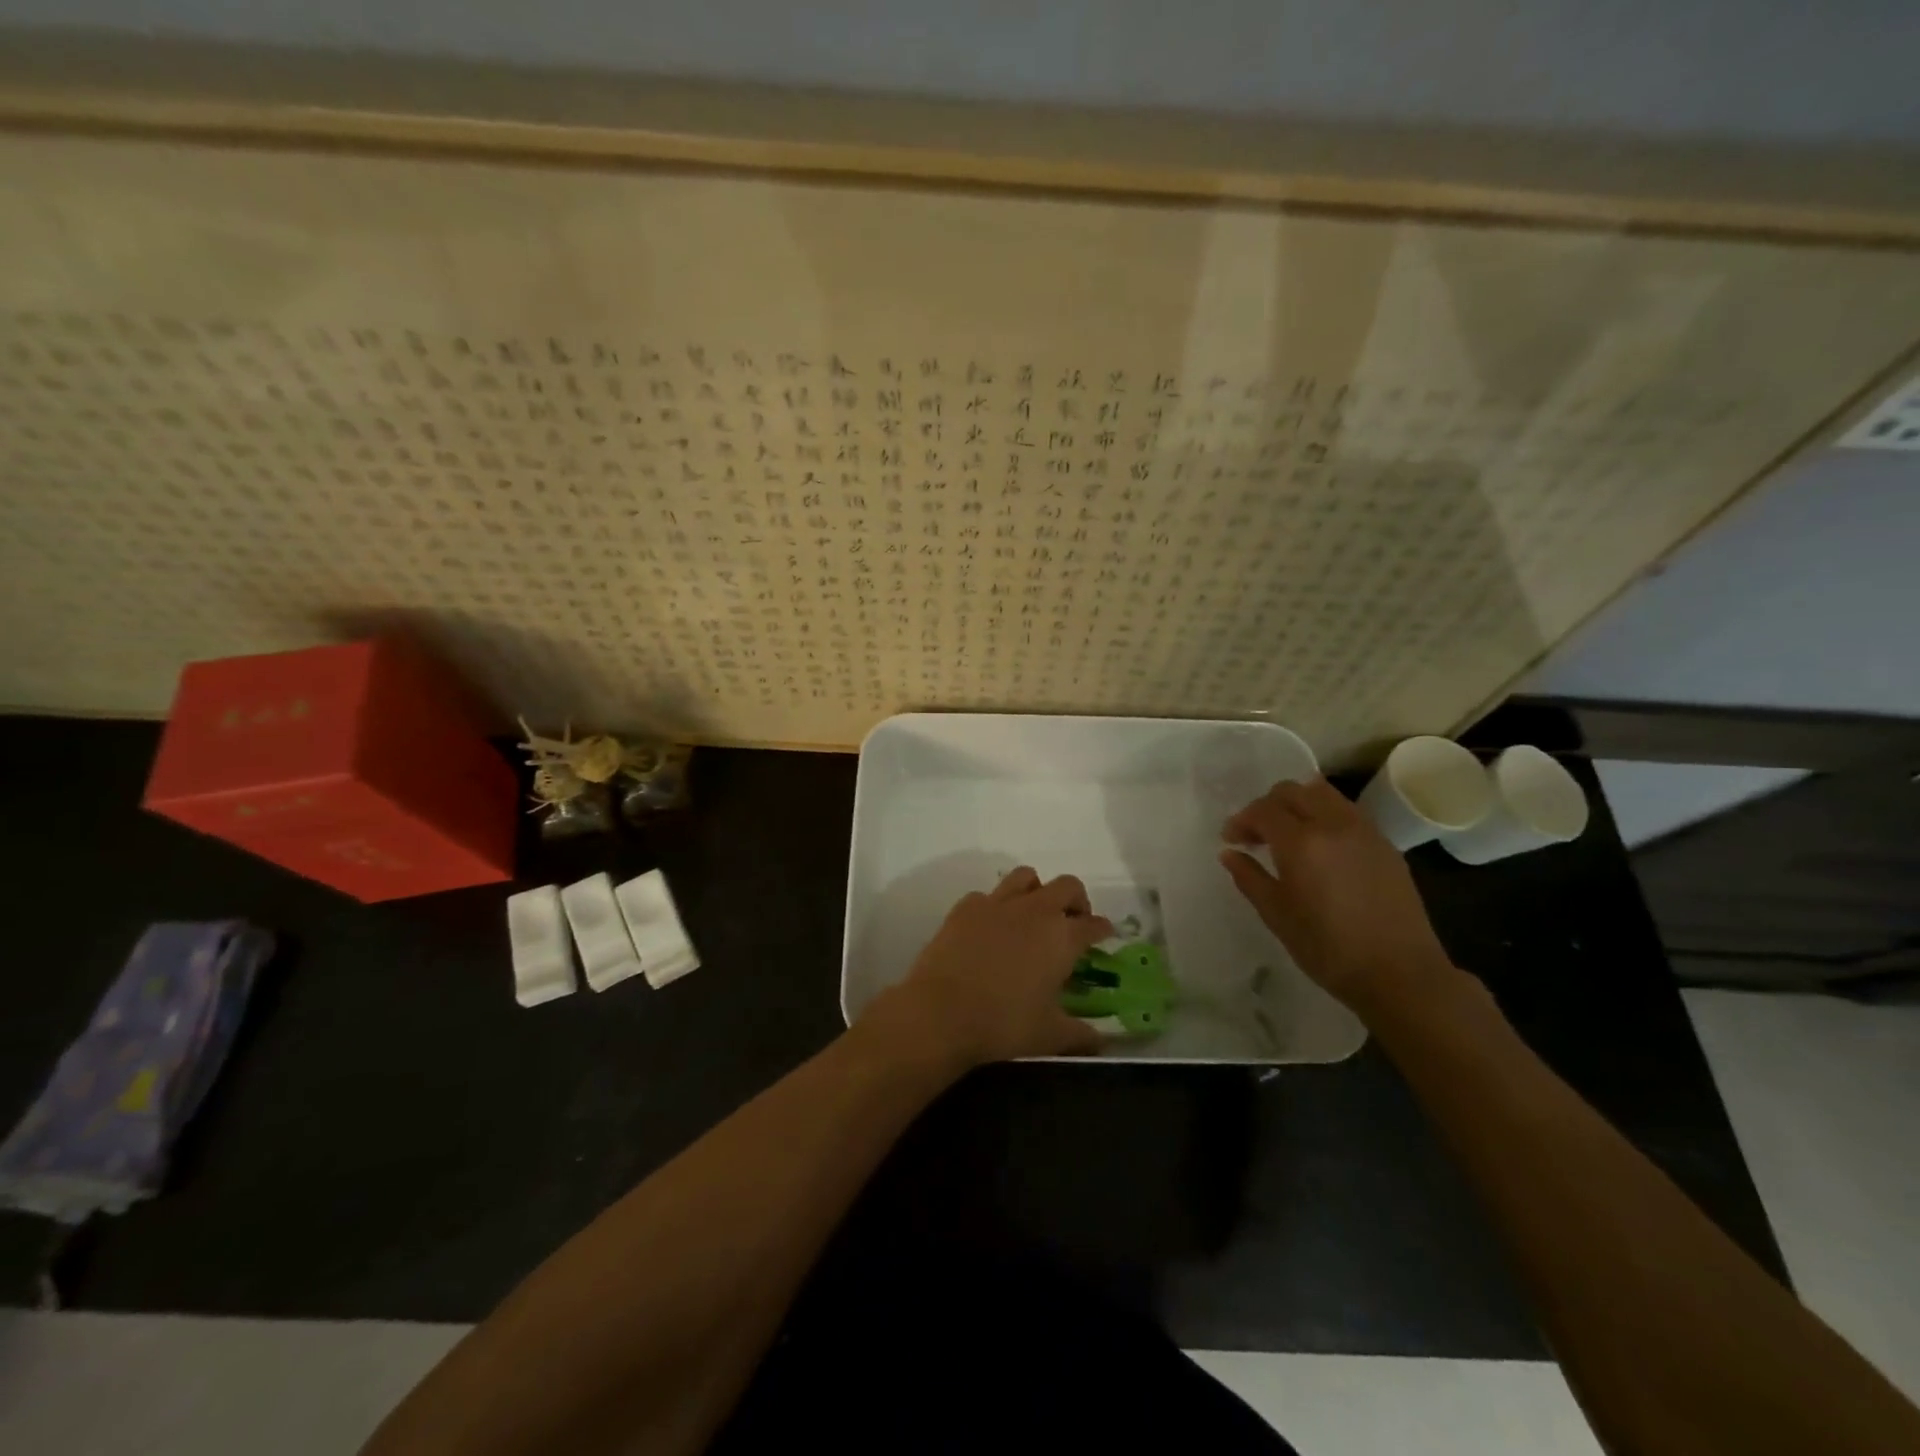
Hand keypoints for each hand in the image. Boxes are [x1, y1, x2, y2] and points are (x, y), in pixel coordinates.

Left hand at [863, 867, 1113, 1067]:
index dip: (1102, 928)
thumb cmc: (1004, 1024)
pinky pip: (988, 895)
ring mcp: (998, 903)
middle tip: (1072, 921)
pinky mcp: (966, 906)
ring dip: (1037, 890)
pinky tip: (991, 927)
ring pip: (1026, 877)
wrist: (941, 1011)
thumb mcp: (1050, 1036)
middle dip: (1076, 900)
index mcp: (1062, 937)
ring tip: (1033, 914)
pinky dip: (996, 906)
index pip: (1093, 924)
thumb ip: (1080, 1035)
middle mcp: (1035, 910)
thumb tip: (1100, 1041)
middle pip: (1067, 886)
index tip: (1104, 934)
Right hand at [1218, 777, 1456, 1015]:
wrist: (1400, 973)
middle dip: (1267, 805)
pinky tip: (1320, 848)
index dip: (1241, 820)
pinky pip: (1346, 812)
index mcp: (1301, 842)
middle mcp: (1333, 825)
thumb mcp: (1277, 915)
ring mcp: (1364, 831)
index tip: (1231, 840)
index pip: (1263, 810)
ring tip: (1289, 835)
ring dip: (1298, 804)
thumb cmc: (1328, 948)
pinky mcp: (1385, 844)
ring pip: (1323, 794)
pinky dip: (1324, 816)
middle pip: (1293, 791)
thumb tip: (1229, 853)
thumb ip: (1249, 877)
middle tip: (1256, 834)